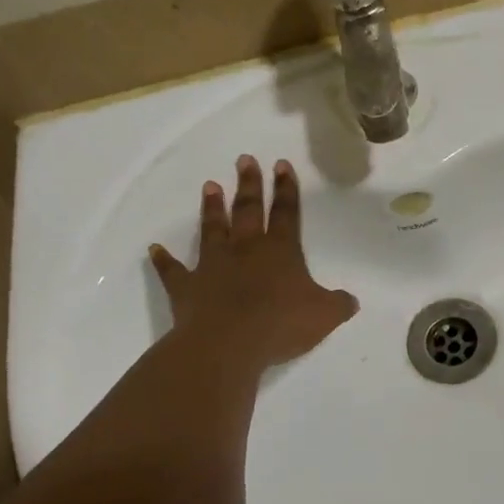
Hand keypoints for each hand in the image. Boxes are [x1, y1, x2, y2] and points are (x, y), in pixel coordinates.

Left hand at [148, 155, 357, 370]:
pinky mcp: (187, 288)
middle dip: (248, 185)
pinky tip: (154, 249)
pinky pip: (173, 271)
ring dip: (212, 208)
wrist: (228, 344)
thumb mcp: (324, 316)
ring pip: (212, 230)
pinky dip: (163, 260)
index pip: (286, 213)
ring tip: (210, 186)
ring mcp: (212, 266)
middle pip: (247, 210)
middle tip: (244, 159)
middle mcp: (245, 250)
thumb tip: (350, 300)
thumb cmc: (281, 324)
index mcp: (280, 251)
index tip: (281, 164)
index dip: (286, 189)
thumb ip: (338, 304)